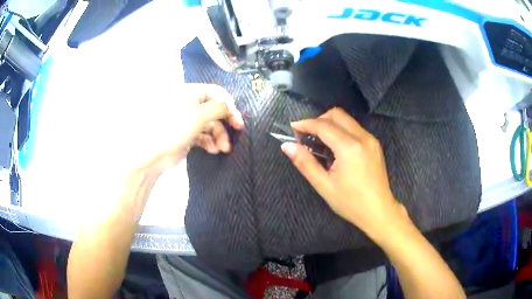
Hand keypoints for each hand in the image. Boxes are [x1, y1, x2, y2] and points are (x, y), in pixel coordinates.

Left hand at [136, 83, 243, 172]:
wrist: (154, 154)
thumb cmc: (174, 128)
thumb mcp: (199, 115)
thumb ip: (219, 107)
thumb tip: (230, 106)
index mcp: (190, 93)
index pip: (216, 93)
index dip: (228, 104)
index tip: (237, 118)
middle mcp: (190, 104)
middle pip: (214, 109)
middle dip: (225, 123)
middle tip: (237, 132)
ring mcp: (188, 120)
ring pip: (210, 124)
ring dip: (219, 136)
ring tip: (223, 149)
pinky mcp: (187, 135)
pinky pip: (203, 135)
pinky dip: (210, 142)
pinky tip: (213, 150)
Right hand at [281, 108, 406, 238]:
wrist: (379, 211)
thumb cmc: (351, 203)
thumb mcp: (324, 186)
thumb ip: (305, 163)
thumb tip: (287, 146)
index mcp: (350, 148)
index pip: (324, 126)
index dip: (306, 124)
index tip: (292, 128)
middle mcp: (363, 137)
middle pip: (337, 115)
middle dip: (318, 120)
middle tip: (306, 136)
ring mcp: (371, 139)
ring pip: (347, 120)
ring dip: (330, 125)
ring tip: (319, 143)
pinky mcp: (375, 144)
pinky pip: (354, 128)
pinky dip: (341, 131)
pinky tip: (335, 149)